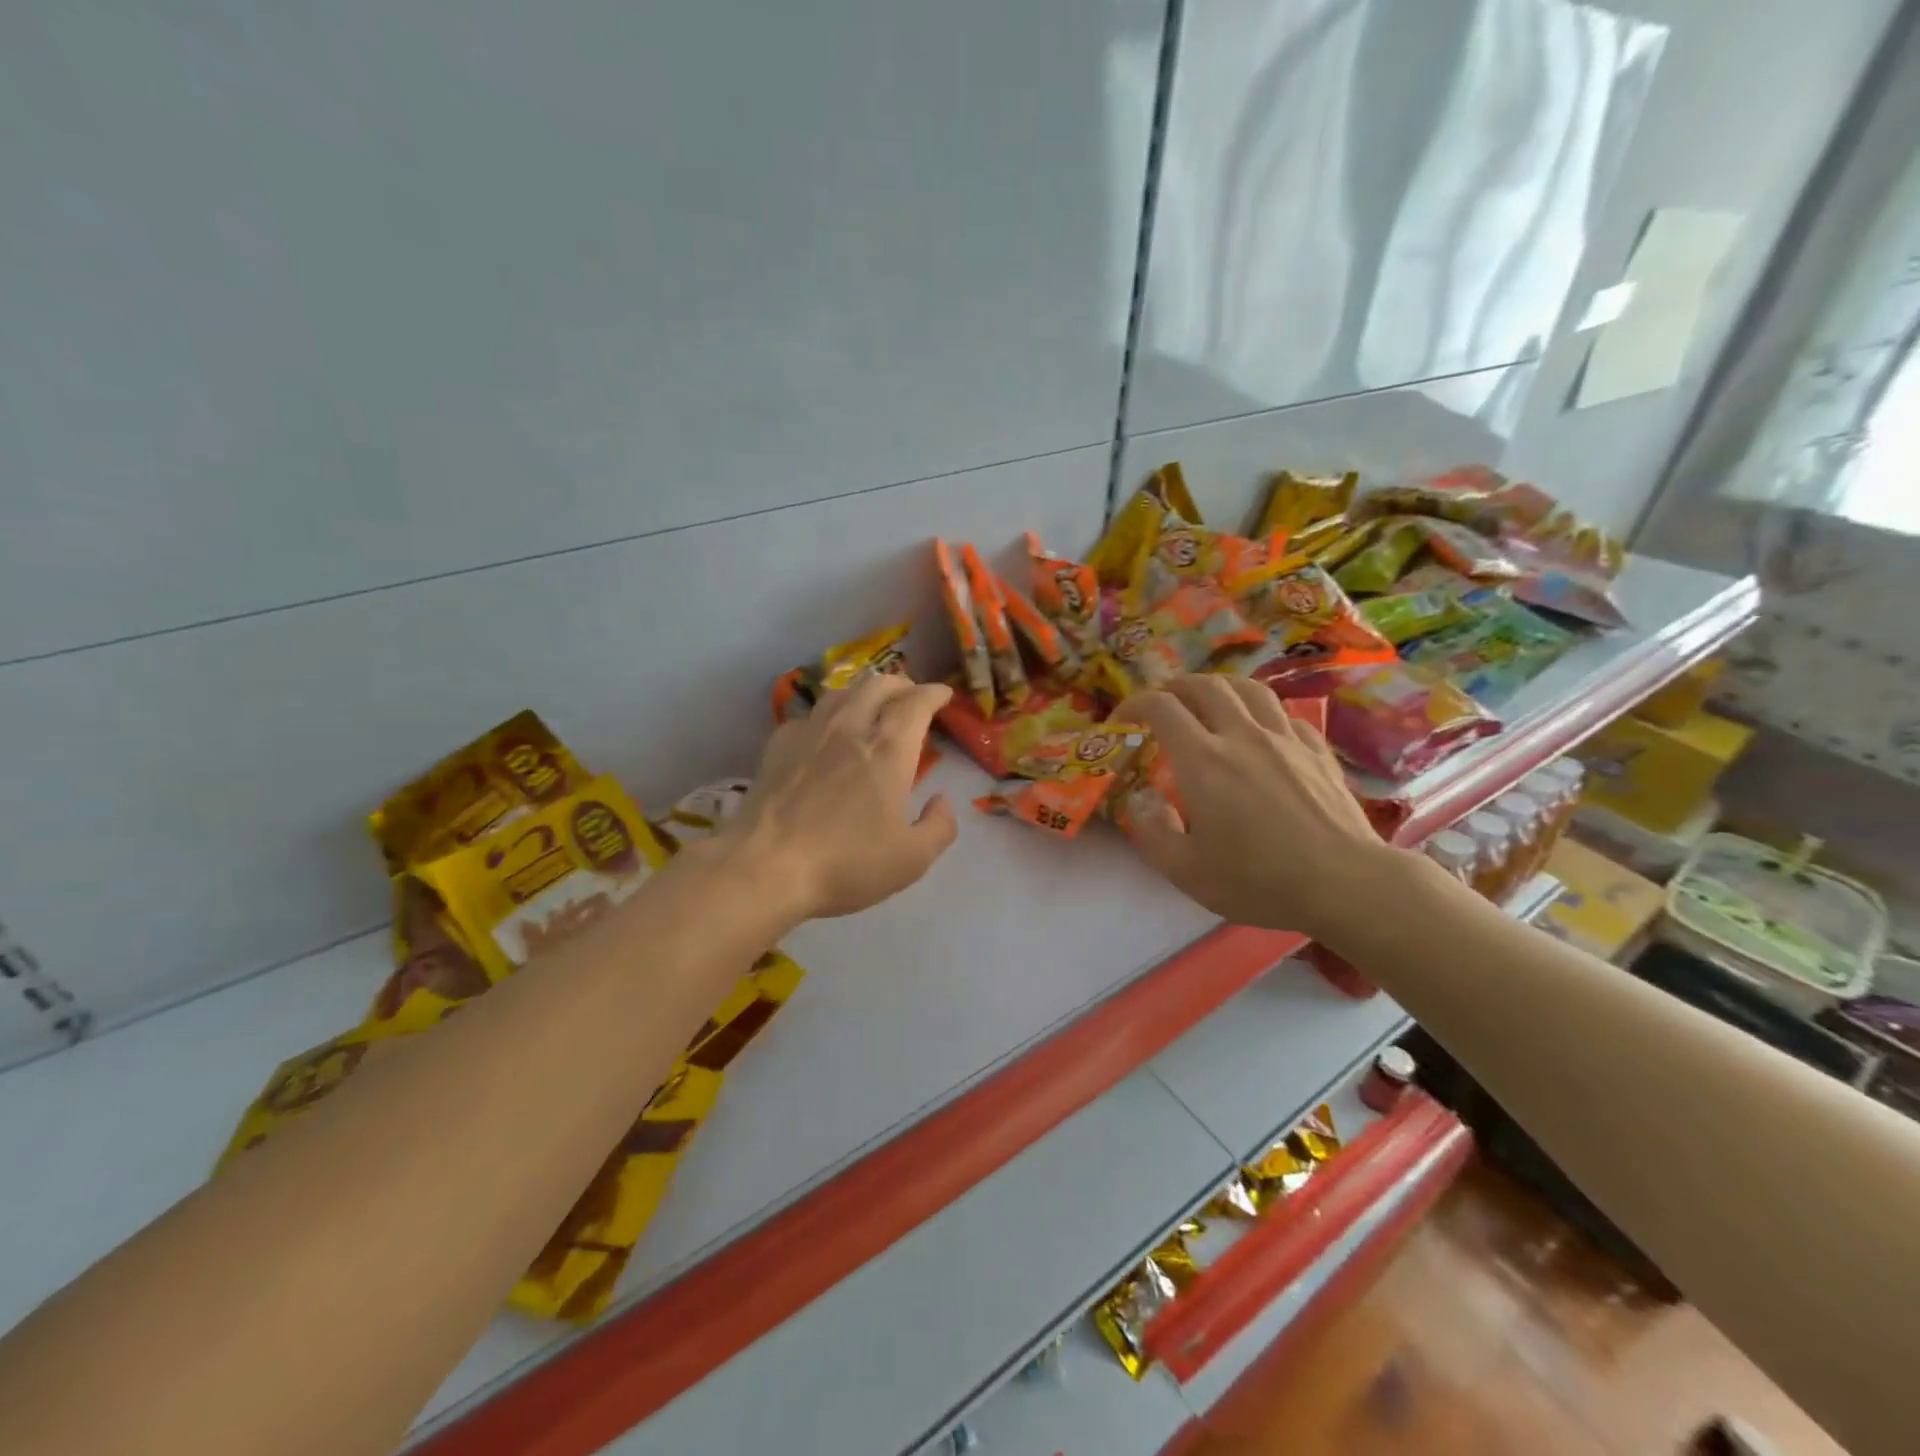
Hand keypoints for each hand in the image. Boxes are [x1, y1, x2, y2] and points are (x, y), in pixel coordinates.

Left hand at [721, 674, 957, 919]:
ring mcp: (809, 734)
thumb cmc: (845, 863)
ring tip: (870, 705)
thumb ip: (939, 827)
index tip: (944, 695)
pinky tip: (824, 733)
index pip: (916, 703)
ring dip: (863, 692)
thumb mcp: (911, 859)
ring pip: (840, 693)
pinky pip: (808, 716)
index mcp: (888, 751)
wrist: (765, 867)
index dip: (934, 694)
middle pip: (877, 685)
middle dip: (900, 685)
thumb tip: (941, 801)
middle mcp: (850, 729)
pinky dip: (826, 715)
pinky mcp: (777, 747)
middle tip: (910, 697)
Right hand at [1114, 675, 1405, 939]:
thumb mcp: (1186, 871)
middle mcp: (1242, 736)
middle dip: (1174, 686)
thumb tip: (1140, 799)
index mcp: (1203, 760)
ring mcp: (1285, 739)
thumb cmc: (1259, 880)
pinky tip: (1260, 731)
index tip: (1122, 721)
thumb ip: (1152, 831)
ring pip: (1248, 689)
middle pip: (1204, 685)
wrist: (1344, 884)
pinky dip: (1262, 713)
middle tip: (1161, 702)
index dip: (1134, 704)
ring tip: (1207, 700)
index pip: (1161, 708)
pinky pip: (1284, 714)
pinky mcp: (1317, 750)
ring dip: (1219, 686)